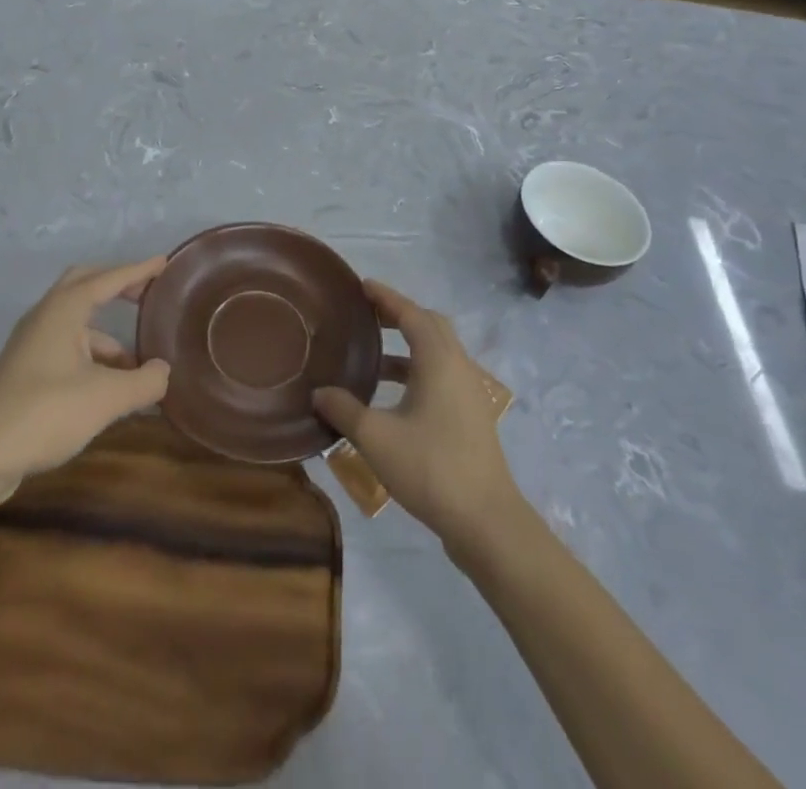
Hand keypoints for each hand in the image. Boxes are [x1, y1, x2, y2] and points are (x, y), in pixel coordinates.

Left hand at [0, 258, 171, 498]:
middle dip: (117, 285)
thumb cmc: (44, 413)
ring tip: (137, 361)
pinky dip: (92, 356)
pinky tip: (109, 386)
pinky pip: (67, 348)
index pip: (108, 278)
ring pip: (76, 322)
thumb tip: (164, 371)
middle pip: (84, 285)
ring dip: (107, 332)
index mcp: (63, 310)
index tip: (164, 263)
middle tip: (147, 292)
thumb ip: (144, 382)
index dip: (138, 270)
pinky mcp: (25, 371)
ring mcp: (31, 344)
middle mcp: (45, 317)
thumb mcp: (106, 399)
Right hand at [313, 281, 521, 555]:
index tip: (362, 285)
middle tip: (368, 315)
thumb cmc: (430, 468)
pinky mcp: (471, 416)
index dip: (386, 297)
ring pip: (438, 352)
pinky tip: (392, 396)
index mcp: (438, 360)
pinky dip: (417, 370)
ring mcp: (469, 392)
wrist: (486, 520)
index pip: (411, 313)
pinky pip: (442, 374)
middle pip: (430, 325)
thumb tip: (319, 392)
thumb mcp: (376, 438)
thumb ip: (345, 410)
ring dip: (408, 346)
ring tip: (372, 356)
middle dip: (400, 315)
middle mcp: (458, 366)